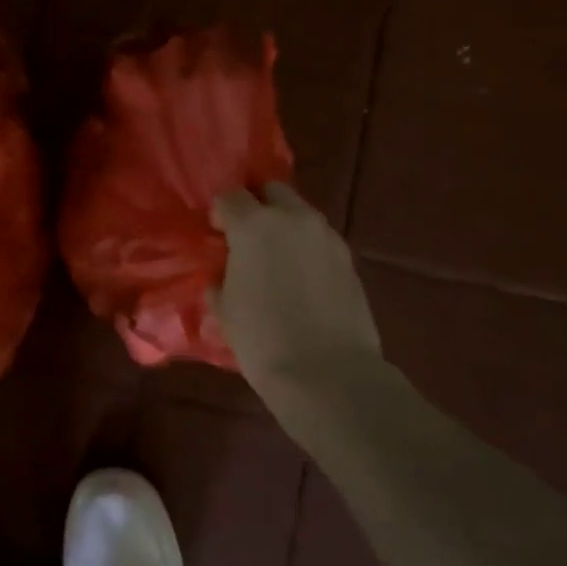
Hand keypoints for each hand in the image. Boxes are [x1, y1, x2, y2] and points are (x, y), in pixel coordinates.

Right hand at [210, 184, 381, 421]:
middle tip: (248, 237)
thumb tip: (227, 271)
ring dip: (285, 225)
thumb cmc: (263, 339)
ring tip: (277, 259)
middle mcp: (293, 218)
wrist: (328, 375)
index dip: (220, 212)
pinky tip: (301, 278)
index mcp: (254, 225)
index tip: (217, 234)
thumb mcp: (225, 307)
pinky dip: (307, 248)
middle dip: (258, 205)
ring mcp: (326, 236)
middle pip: (272, 190)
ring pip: (301, 214)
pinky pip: (320, 240)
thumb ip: (222, 276)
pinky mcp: (349, 259)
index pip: (230, 196)